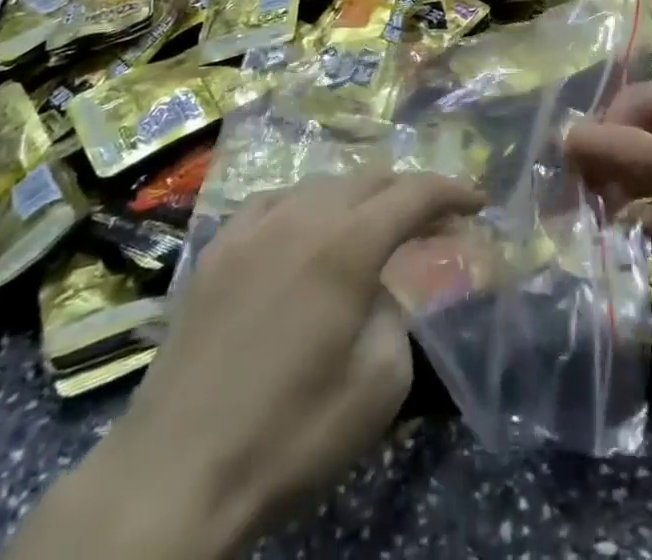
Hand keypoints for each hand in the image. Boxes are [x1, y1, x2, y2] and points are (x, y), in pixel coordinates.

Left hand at [10, 172, 481, 559]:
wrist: (174, 472)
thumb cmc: (288, 435)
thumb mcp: (378, 386)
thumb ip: (395, 316)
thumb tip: (377, 289)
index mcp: (347, 245)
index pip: (414, 194)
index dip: (452, 192)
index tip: (477, 202)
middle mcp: (302, 216)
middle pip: (370, 179)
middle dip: (409, 192)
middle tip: (433, 221)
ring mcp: (253, 225)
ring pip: (322, 184)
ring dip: (359, 197)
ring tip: (373, 226)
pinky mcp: (218, 246)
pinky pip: (275, 201)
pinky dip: (307, 207)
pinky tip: (305, 231)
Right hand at [566, 74, 651, 337]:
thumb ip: (636, 155)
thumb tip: (564, 136)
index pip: (639, 101)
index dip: (604, 128)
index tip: (567, 160)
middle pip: (635, 135)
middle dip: (606, 161)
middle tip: (571, 190)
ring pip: (639, 172)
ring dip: (615, 190)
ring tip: (589, 213)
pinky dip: (636, 218)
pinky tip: (621, 232)